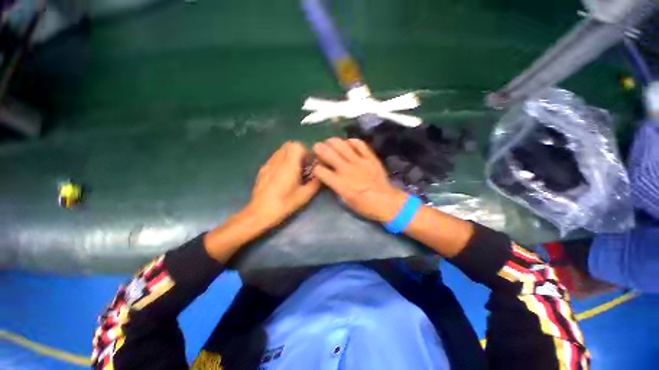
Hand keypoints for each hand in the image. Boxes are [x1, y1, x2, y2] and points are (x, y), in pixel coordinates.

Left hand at [247, 141, 320, 226]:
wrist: (259, 213)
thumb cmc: (283, 204)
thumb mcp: (304, 196)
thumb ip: (315, 183)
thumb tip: (321, 176)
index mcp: (289, 166)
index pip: (296, 146)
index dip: (305, 151)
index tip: (309, 162)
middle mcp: (277, 161)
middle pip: (288, 145)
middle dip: (298, 151)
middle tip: (303, 164)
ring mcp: (268, 164)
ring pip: (280, 150)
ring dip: (289, 155)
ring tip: (294, 169)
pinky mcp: (262, 170)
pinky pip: (274, 158)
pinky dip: (281, 160)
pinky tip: (283, 175)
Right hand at [312, 138, 407, 222]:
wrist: (387, 202)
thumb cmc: (364, 206)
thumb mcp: (345, 201)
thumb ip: (335, 186)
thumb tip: (329, 176)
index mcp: (339, 183)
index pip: (319, 170)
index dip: (315, 168)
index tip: (317, 167)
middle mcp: (346, 169)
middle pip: (327, 152)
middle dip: (318, 148)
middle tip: (317, 148)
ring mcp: (359, 161)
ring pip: (341, 144)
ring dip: (332, 141)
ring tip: (330, 143)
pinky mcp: (370, 157)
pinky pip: (359, 143)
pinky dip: (351, 141)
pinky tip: (348, 143)